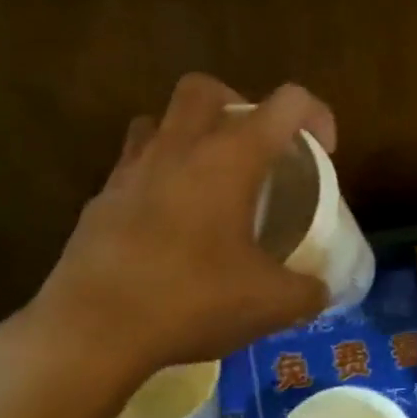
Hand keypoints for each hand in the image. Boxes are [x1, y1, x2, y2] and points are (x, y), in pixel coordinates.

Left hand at [26, 74, 335, 379]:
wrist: (93, 328)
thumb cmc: (191, 300)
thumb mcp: (269, 303)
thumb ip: (307, 291)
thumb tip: (320, 290)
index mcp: (230, 157)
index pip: (286, 103)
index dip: (315, 115)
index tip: (322, 152)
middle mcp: (179, 147)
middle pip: (206, 88)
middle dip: (237, 103)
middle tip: (254, 150)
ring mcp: (132, 169)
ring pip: (159, 120)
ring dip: (187, 134)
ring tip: (206, 178)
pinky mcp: (101, 198)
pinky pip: (132, 165)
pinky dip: (156, 178)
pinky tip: (167, 224)